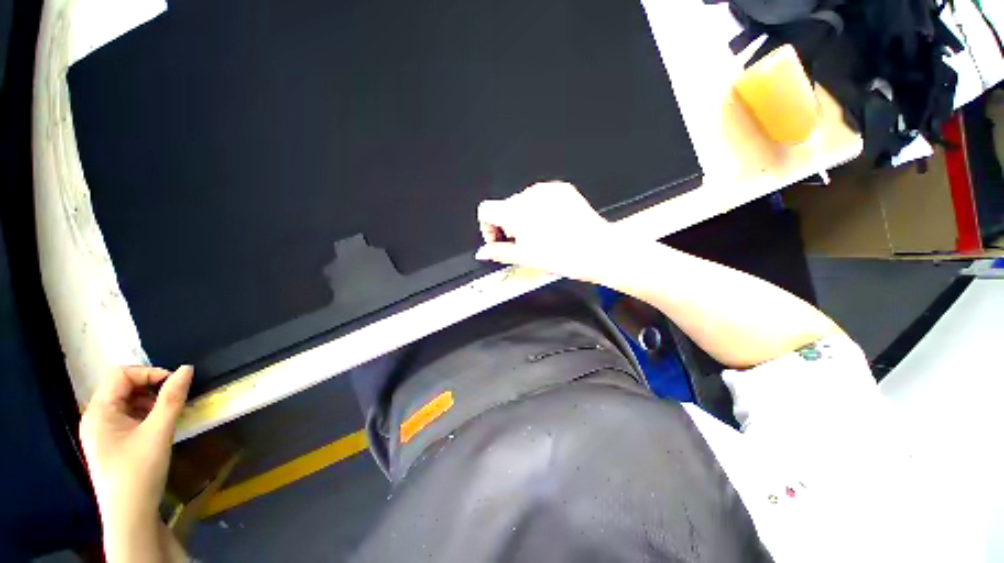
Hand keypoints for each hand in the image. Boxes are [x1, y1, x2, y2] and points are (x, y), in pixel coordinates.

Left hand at [80, 366, 192, 527]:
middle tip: (174, 400)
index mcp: (99, 411)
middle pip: (122, 387)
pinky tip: (158, 428)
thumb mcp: (159, 432)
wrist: (130, 516)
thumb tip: (187, 369)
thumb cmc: (140, 471)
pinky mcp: (109, 443)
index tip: (175, 384)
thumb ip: (172, 398)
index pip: (121, 375)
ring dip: (149, 402)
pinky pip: (125, 418)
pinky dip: (144, 415)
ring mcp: (100, 432)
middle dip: (150, 388)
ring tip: (168, 415)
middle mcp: (95, 417)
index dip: (149, 373)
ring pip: (125, 403)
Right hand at [475, 182, 624, 282]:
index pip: (486, 210)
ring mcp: (548, 190)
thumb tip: (484, 252)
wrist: (597, 250)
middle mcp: (530, 196)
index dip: (488, 227)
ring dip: (526, 218)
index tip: (500, 239)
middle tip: (525, 244)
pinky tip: (554, 226)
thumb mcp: (525, 258)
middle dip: (509, 225)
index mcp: (516, 211)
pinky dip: (542, 210)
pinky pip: (542, 197)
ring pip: (524, 202)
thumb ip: (499, 253)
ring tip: (543, 236)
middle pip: (505, 207)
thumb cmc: (566, 256)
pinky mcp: (562, 190)